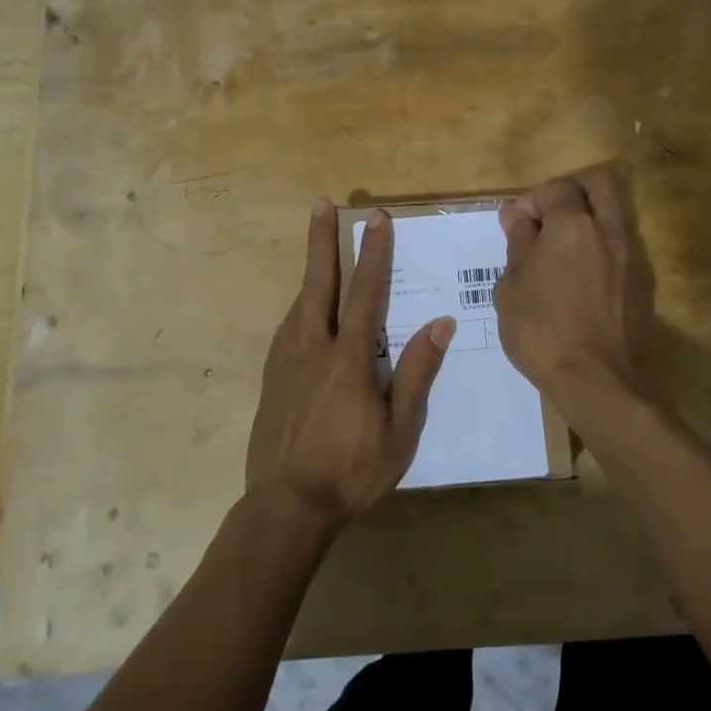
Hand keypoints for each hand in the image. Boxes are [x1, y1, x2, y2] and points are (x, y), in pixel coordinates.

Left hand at [245, 199, 454, 539]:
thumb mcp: (399, 430)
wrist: (286, 507)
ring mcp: (286, 361)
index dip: (374, 254)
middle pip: (319, 283)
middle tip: (323, 204)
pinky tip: (303, 308)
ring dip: (311, 269)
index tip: (377, 221)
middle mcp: (313, 348)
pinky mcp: (271, 378)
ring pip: (299, 302)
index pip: (366, 294)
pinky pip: (287, 327)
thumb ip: (417, 373)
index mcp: (349, 359)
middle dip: (323, 241)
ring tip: (318, 245)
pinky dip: (299, 304)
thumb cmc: (352, 471)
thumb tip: (439, 323)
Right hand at [494, 165, 657, 404]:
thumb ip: (518, 245)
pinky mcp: (643, 281)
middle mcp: (608, 231)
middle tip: (550, 216)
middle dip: (573, 189)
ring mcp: (631, 255)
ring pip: (616, 212)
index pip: (556, 189)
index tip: (515, 227)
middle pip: (602, 182)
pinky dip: (601, 246)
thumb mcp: (511, 289)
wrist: (598, 381)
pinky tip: (581, 276)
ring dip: (590, 218)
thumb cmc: (542, 333)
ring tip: (563, 248)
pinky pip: (622, 245)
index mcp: (572, 227)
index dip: (531, 202)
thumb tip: (518, 218)